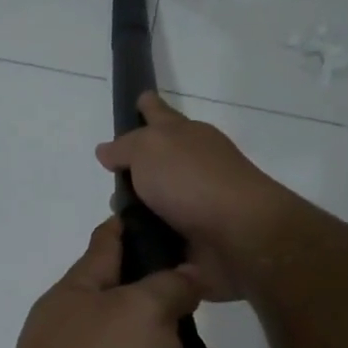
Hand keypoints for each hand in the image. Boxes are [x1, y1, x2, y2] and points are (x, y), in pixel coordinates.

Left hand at [0, 217, 248, 347]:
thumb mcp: (140, 314)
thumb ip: (168, 287)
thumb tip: (184, 274)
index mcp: (78, 297)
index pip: (108, 245)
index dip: (136, 227)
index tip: (169, 214)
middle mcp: (82, 340)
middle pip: (140, 317)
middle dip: (182, 327)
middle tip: (212, 342)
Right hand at [95, 92, 292, 301]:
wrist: (239, 235)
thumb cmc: (192, 180)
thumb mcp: (149, 149)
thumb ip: (125, 147)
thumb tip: (107, 150)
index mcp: (185, 136)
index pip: (160, 113)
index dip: (148, 107)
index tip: (140, 99)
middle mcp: (194, 166)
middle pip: (158, 161)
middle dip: (135, 169)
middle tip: (110, 178)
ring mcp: (198, 204)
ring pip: (157, 202)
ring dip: (137, 211)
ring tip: (114, 221)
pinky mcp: (198, 240)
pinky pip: (163, 237)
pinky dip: (148, 241)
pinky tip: (128, 248)